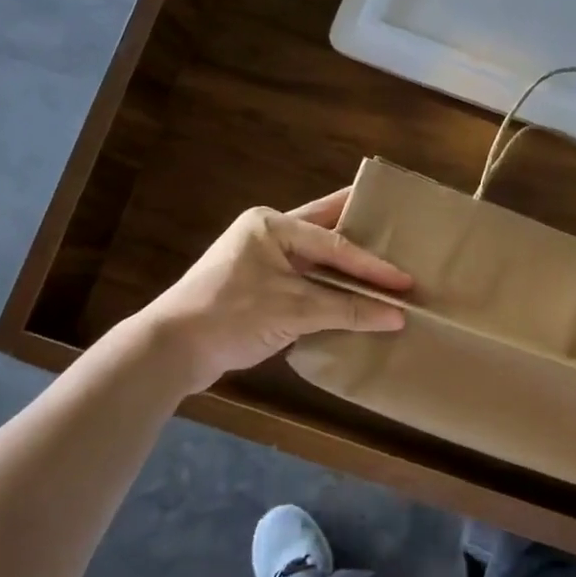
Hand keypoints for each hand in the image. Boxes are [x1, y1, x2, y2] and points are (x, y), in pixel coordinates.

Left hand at [142, 190, 409, 391]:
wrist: (170, 351)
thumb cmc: (231, 315)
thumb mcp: (294, 310)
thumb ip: (347, 310)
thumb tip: (398, 318)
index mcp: (273, 225)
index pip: (335, 243)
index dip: (373, 264)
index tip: (406, 279)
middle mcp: (269, 235)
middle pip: (327, 233)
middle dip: (363, 236)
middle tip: (402, 233)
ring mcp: (263, 261)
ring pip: (317, 260)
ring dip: (347, 269)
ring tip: (386, 267)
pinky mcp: (260, 288)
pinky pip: (306, 282)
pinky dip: (331, 289)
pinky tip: (355, 298)